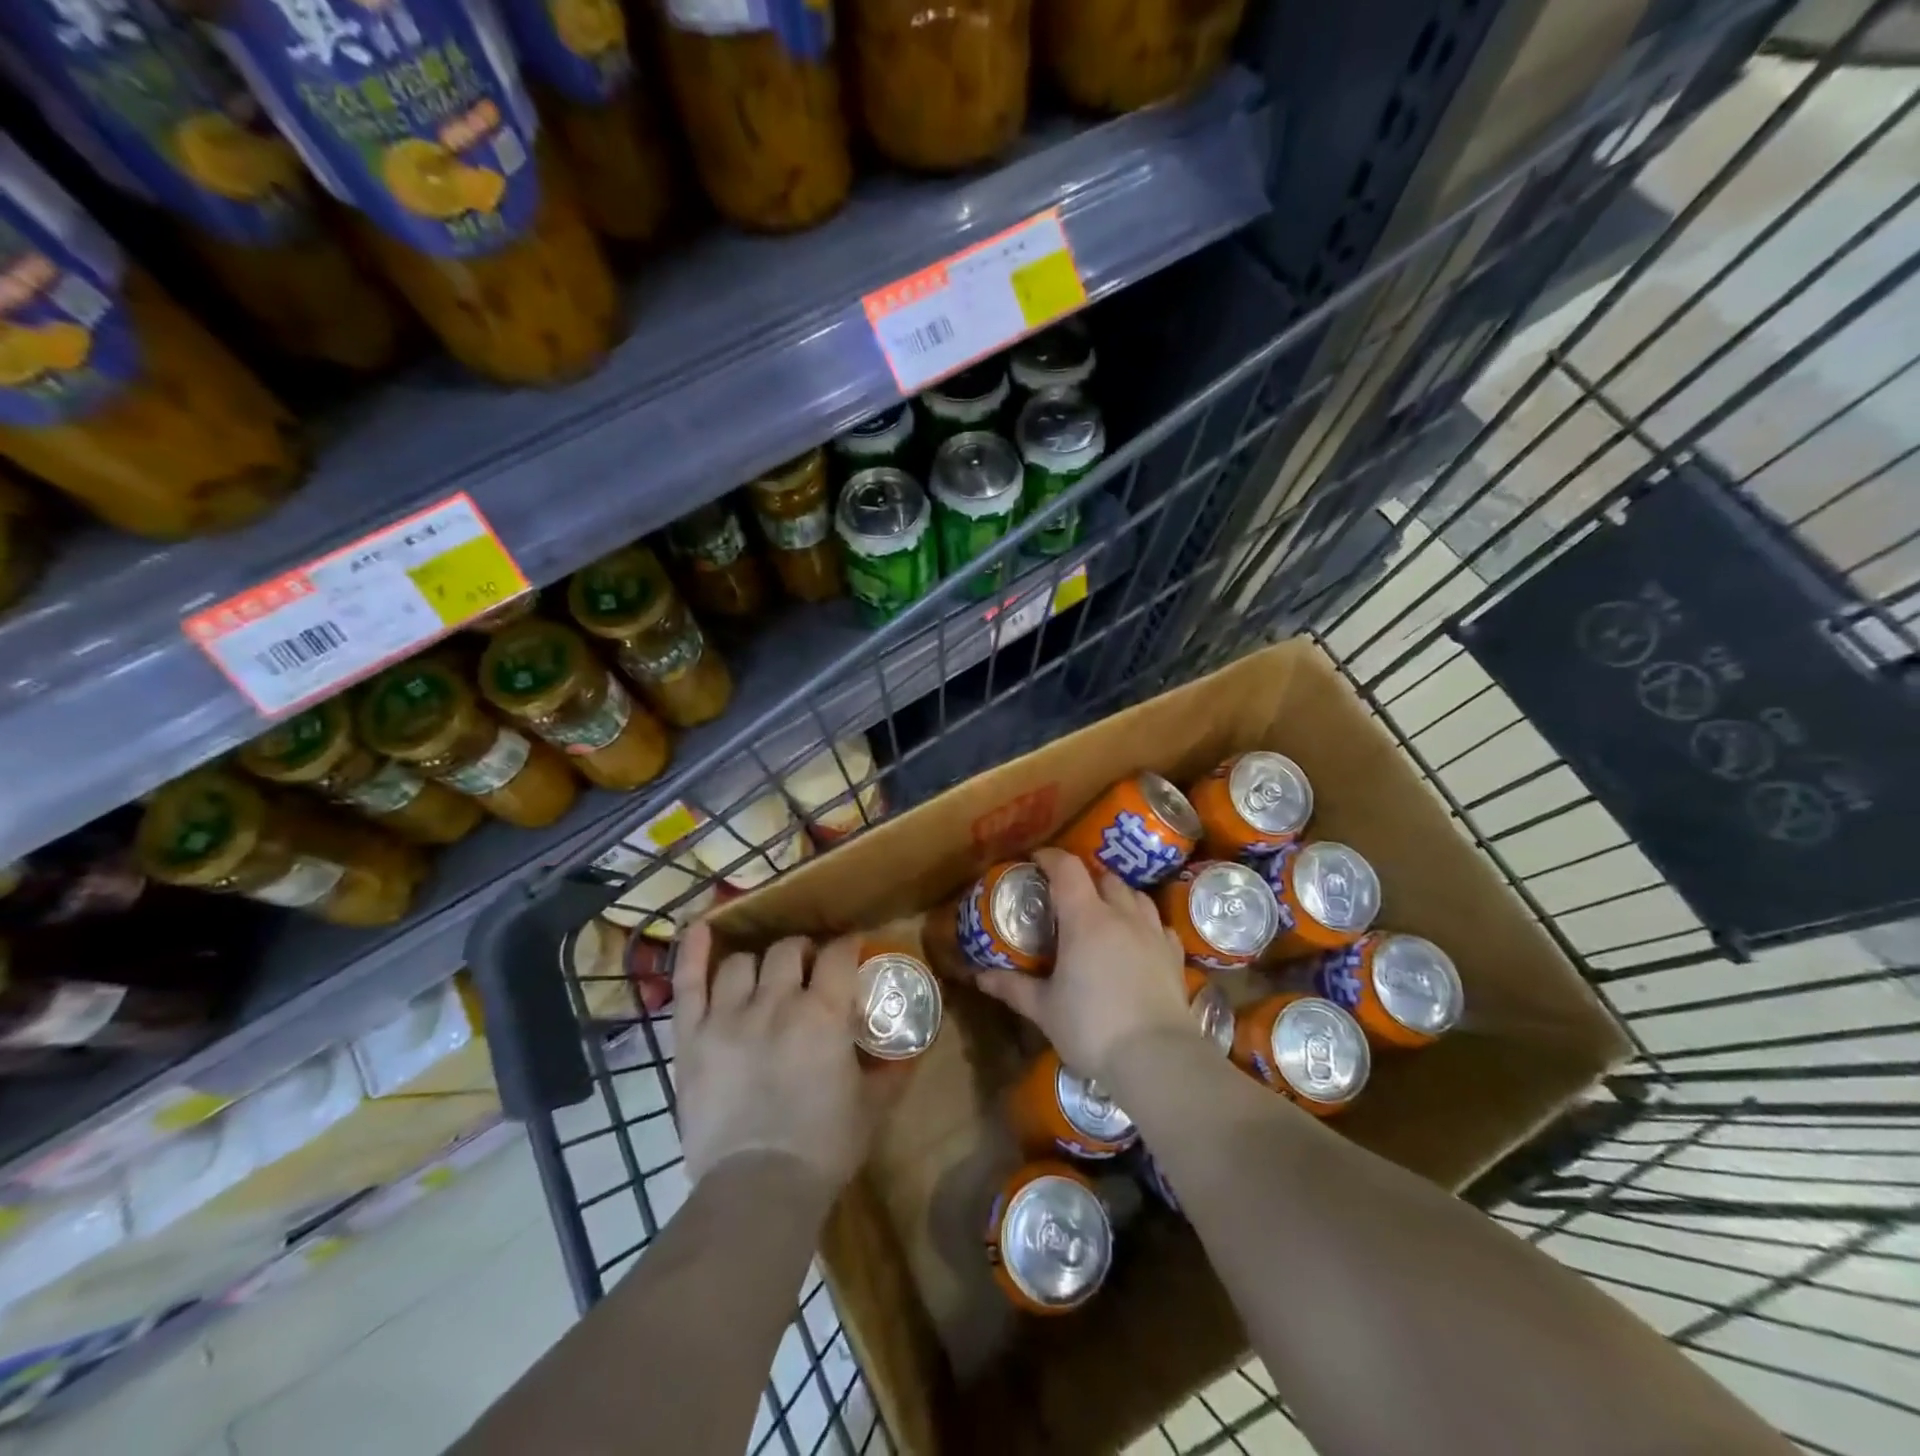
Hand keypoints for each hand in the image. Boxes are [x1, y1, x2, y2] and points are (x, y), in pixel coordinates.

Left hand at [672, 925, 899, 1191]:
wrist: (758, 1190)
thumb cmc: (824, 1147)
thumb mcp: (872, 1107)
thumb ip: (892, 1070)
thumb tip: (912, 1049)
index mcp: (824, 1014)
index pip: (839, 955)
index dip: (848, 947)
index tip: (852, 952)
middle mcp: (776, 1002)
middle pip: (789, 949)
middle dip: (805, 952)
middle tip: (810, 969)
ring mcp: (728, 1016)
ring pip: (743, 962)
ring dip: (760, 964)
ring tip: (765, 977)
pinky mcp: (692, 1037)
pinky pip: (688, 983)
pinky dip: (692, 953)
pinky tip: (700, 929)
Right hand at [974, 847, 1196, 1081]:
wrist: (1157, 1059)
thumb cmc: (1092, 1028)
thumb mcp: (1044, 1009)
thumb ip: (1013, 987)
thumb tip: (980, 976)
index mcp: (1085, 919)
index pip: (1068, 869)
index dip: (1051, 858)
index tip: (1036, 861)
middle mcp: (1122, 915)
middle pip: (1105, 878)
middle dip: (1085, 879)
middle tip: (1067, 896)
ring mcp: (1153, 934)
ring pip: (1136, 896)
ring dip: (1117, 896)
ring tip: (1103, 912)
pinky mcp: (1175, 956)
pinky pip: (1160, 925)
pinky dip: (1145, 923)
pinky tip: (1138, 939)